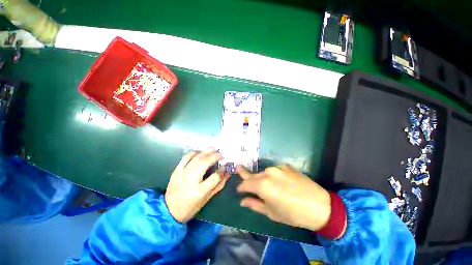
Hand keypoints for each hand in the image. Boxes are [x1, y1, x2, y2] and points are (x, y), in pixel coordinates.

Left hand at [165, 149, 229, 222]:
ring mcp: (182, 174)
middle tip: (221, 154)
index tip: (225, 166)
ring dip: (206, 152)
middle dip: (214, 156)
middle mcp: (191, 181)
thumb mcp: (207, 198)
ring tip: (213, 149)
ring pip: (196, 158)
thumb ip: (218, 185)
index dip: (222, 170)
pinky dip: (193, 153)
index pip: (215, 177)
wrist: (170, 210)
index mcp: (200, 191)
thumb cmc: (191, 206)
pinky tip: (200, 151)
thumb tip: (227, 173)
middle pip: (205, 163)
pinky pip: (185, 158)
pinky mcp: (176, 171)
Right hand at [236, 165, 330, 231]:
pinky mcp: (286, 166)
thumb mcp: (272, 213)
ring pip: (263, 172)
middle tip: (240, 172)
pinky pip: (275, 170)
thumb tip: (242, 201)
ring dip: (261, 177)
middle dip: (247, 177)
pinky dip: (272, 175)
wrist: (320, 206)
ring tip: (264, 184)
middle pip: (253, 175)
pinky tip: (279, 181)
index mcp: (263, 185)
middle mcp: (268, 172)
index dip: (240, 187)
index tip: (239, 190)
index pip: (245, 183)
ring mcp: (278, 167)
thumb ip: (254, 205)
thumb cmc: (293, 214)